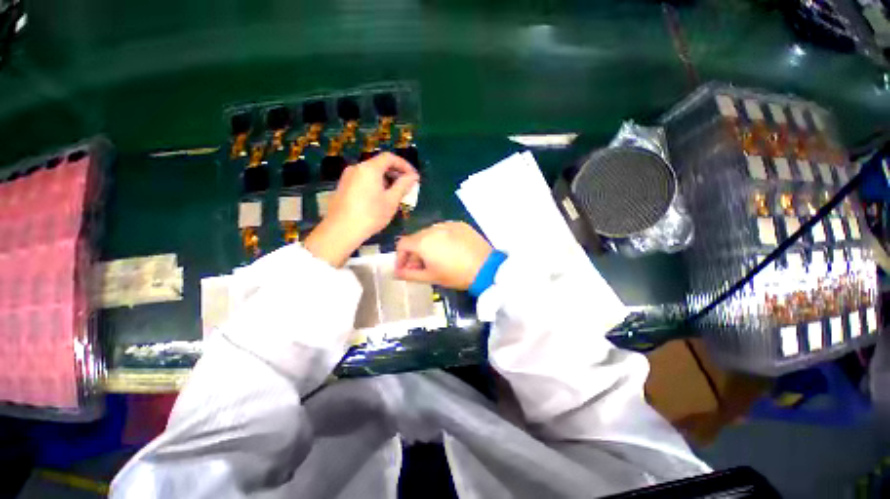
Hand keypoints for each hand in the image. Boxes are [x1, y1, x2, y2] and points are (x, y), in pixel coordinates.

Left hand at [305, 152, 417, 266]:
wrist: (341, 231)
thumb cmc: (370, 215)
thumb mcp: (391, 201)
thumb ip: (403, 186)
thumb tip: (413, 177)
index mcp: (369, 168)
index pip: (390, 158)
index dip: (404, 165)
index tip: (414, 177)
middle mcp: (357, 168)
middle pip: (380, 164)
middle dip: (396, 173)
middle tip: (407, 186)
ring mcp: (348, 177)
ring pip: (371, 172)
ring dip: (386, 179)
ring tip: (396, 194)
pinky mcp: (343, 186)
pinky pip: (363, 180)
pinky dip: (375, 184)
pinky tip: (380, 198)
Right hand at [395, 222, 492, 289]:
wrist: (486, 268)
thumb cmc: (456, 275)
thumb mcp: (430, 277)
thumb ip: (409, 274)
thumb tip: (396, 273)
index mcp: (423, 241)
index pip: (402, 244)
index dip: (400, 257)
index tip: (405, 268)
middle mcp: (433, 228)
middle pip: (416, 238)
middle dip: (414, 253)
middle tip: (421, 267)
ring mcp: (448, 224)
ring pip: (430, 233)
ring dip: (427, 245)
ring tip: (436, 259)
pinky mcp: (460, 224)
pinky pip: (444, 230)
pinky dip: (441, 239)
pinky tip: (450, 250)